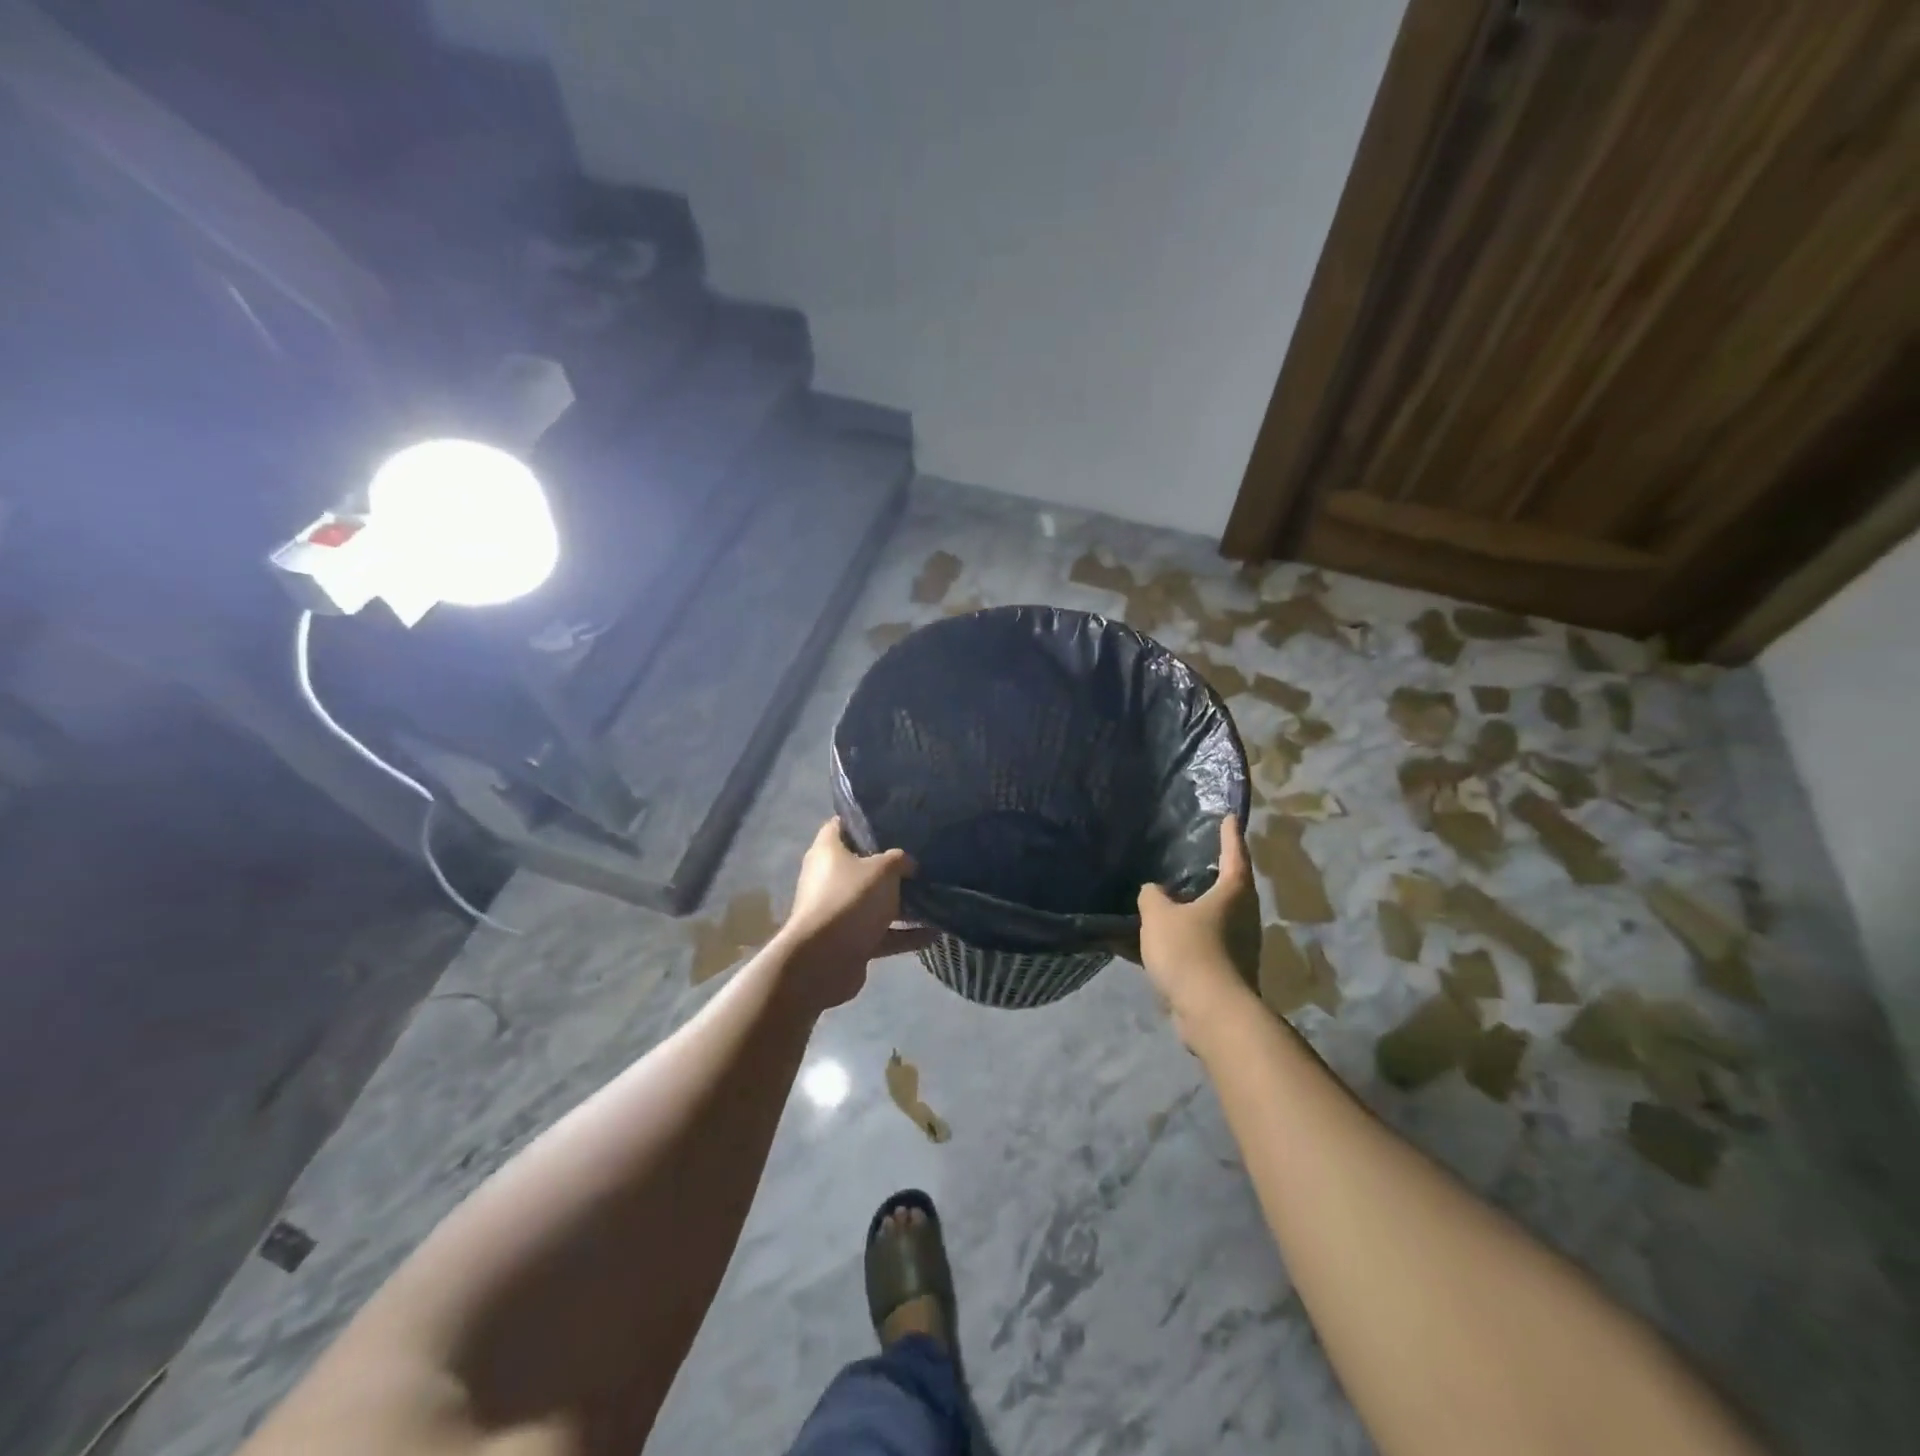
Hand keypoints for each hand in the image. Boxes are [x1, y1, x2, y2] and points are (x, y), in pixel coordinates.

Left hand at [780, 818, 933, 1008]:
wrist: (824, 961)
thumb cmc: (850, 900)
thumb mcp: (883, 870)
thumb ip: (899, 860)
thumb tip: (908, 863)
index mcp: (828, 851)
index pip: (841, 825)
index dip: (863, 820)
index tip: (892, 820)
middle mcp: (829, 878)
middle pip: (862, 865)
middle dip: (891, 866)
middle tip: (922, 859)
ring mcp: (838, 911)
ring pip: (874, 902)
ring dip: (902, 903)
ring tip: (935, 897)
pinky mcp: (849, 941)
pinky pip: (882, 933)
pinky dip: (905, 934)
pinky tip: (934, 933)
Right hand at [1137, 816, 1260, 1034]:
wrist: (1211, 1012)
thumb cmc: (1191, 951)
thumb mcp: (1159, 915)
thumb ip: (1153, 897)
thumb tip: (1155, 892)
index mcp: (1233, 894)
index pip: (1234, 855)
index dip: (1230, 835)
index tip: (1229, 817)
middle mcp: (1243, 917)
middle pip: (1230, 889)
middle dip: (1213, 875)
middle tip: (1195, 859)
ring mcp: (1238, 948)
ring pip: (1214, 920)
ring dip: (1194, 911)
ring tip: (1168, 901)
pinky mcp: (1226, 974)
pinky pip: (1201, 947)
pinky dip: (1183, 940)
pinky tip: (1157, 943)